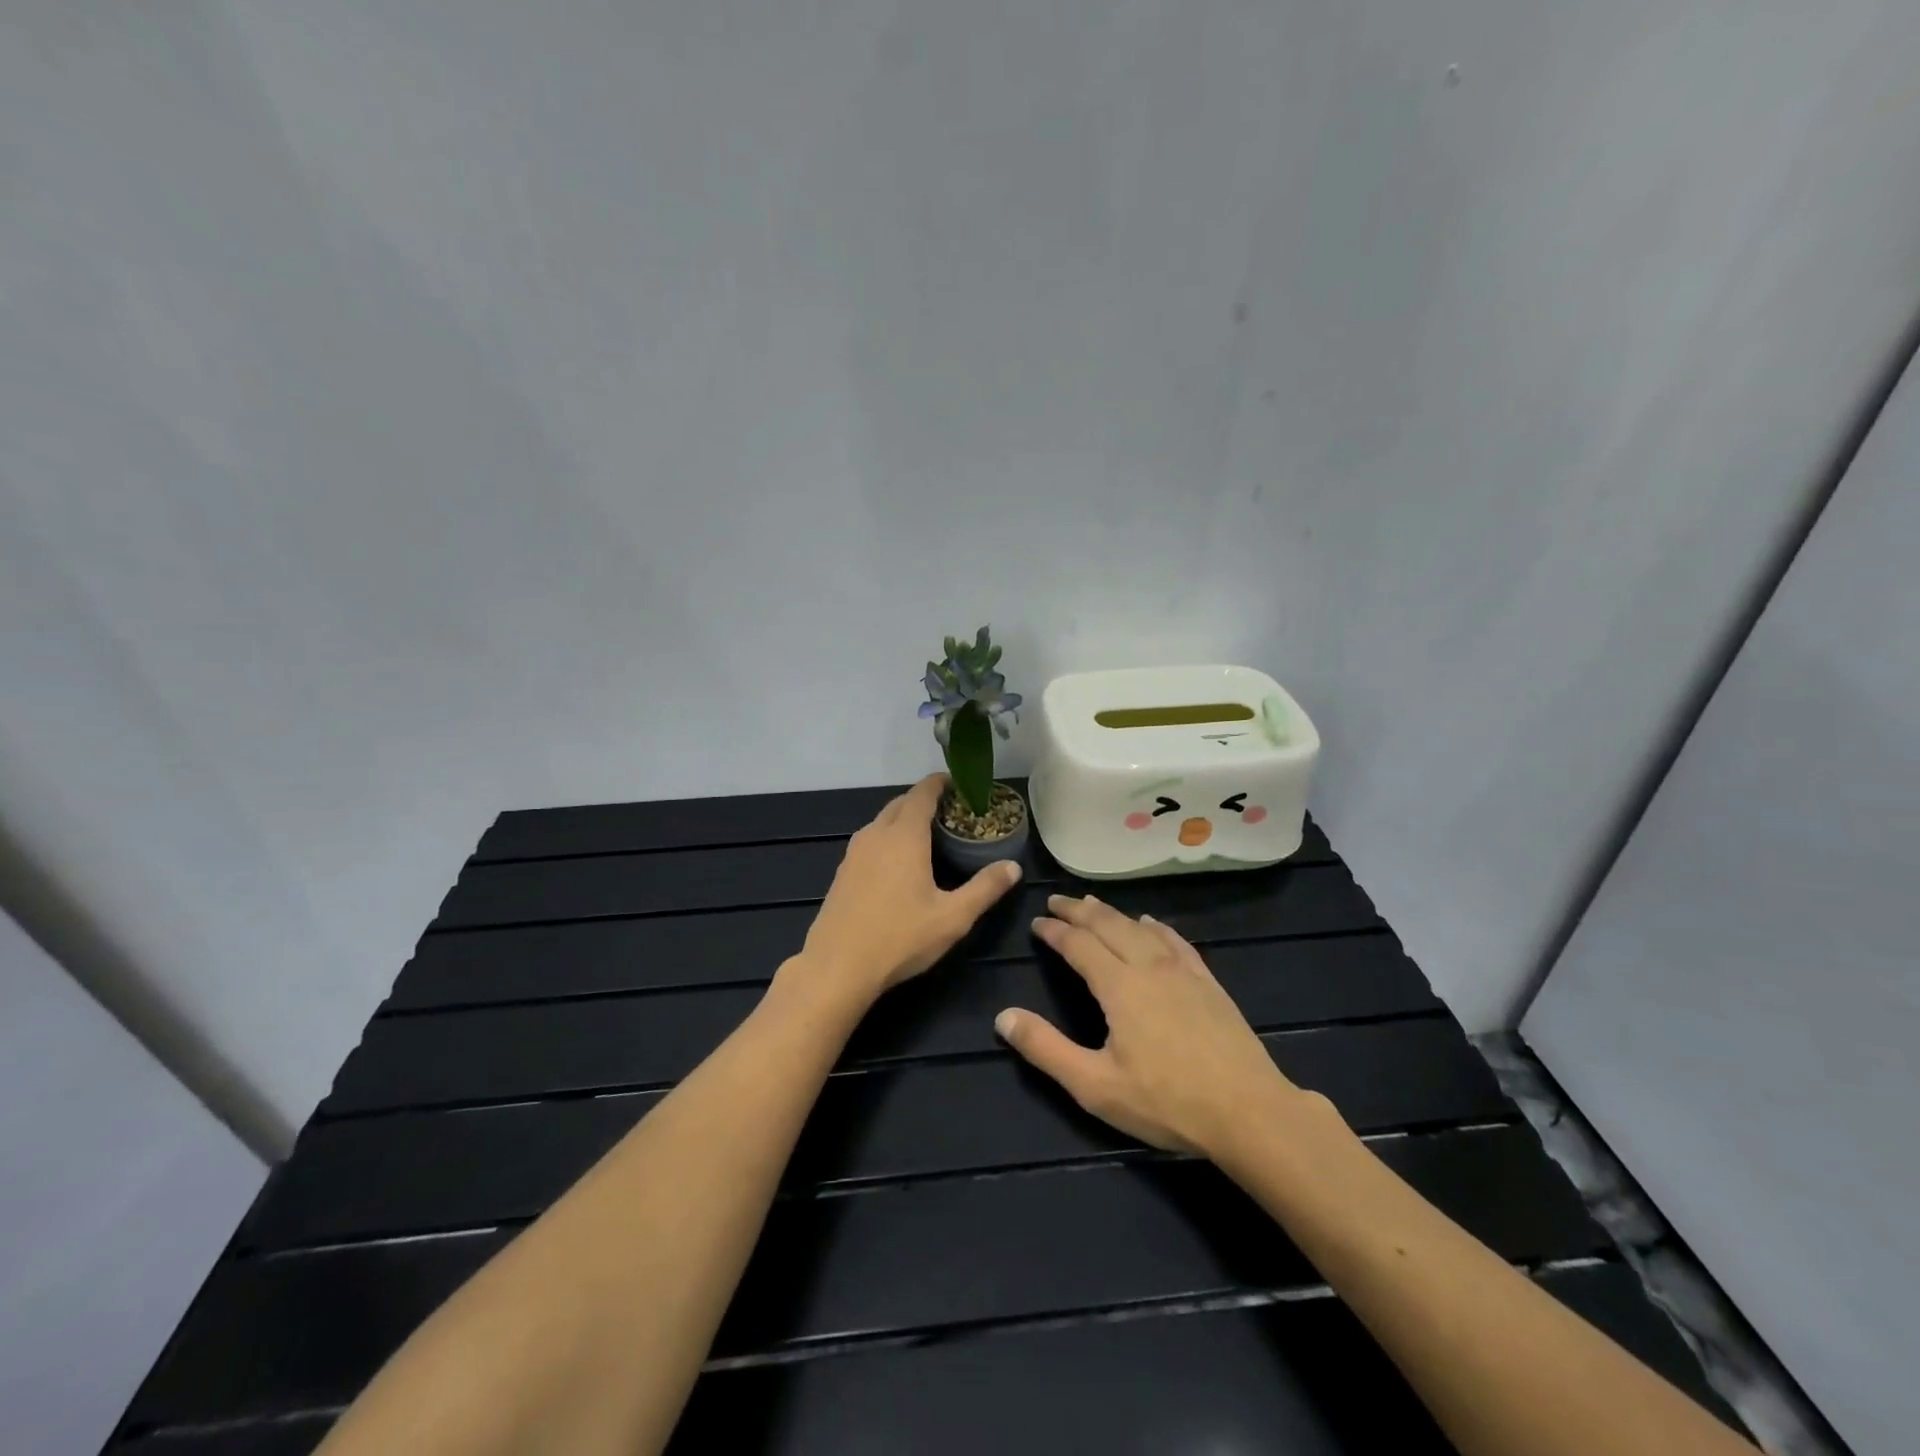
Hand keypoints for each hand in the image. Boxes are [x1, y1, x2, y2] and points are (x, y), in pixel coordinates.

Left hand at [792, 775, 1023, 1005]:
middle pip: (901, 803)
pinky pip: (870, 840)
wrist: (837, 967)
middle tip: (951, 811)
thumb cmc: (899, 938)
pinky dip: (888, 837)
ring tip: (929, 834)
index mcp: (904, 836)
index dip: (940, 783)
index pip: (922, 793)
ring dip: (904, 818)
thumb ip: (985, 888)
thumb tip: (1013, 867)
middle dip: (924, 800)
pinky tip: (899, 863)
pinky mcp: (843, 871)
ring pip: (882, 821)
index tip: (958, 782)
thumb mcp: (953, 917)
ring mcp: (854, 852)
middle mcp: (876, 834)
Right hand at [996, 895, 1314, 1158]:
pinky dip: (1154, 927)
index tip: (1036, 922)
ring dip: (1112, 913)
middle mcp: (1148, 965)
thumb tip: (1003, 1017)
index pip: (1078, 945)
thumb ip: (1046, 1049)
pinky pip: (1175, 940)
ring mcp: (1182, 970)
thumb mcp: (1095, 1085)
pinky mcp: (1207, 981)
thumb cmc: (1166, 1102)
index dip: (1055, 930)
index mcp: (1119, 986)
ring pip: (1140, 927)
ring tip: (1093, 904)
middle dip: (1079, 910)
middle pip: (1108, 924)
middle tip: (1056, 900)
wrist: (1249, 1111)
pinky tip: (1150, 924)